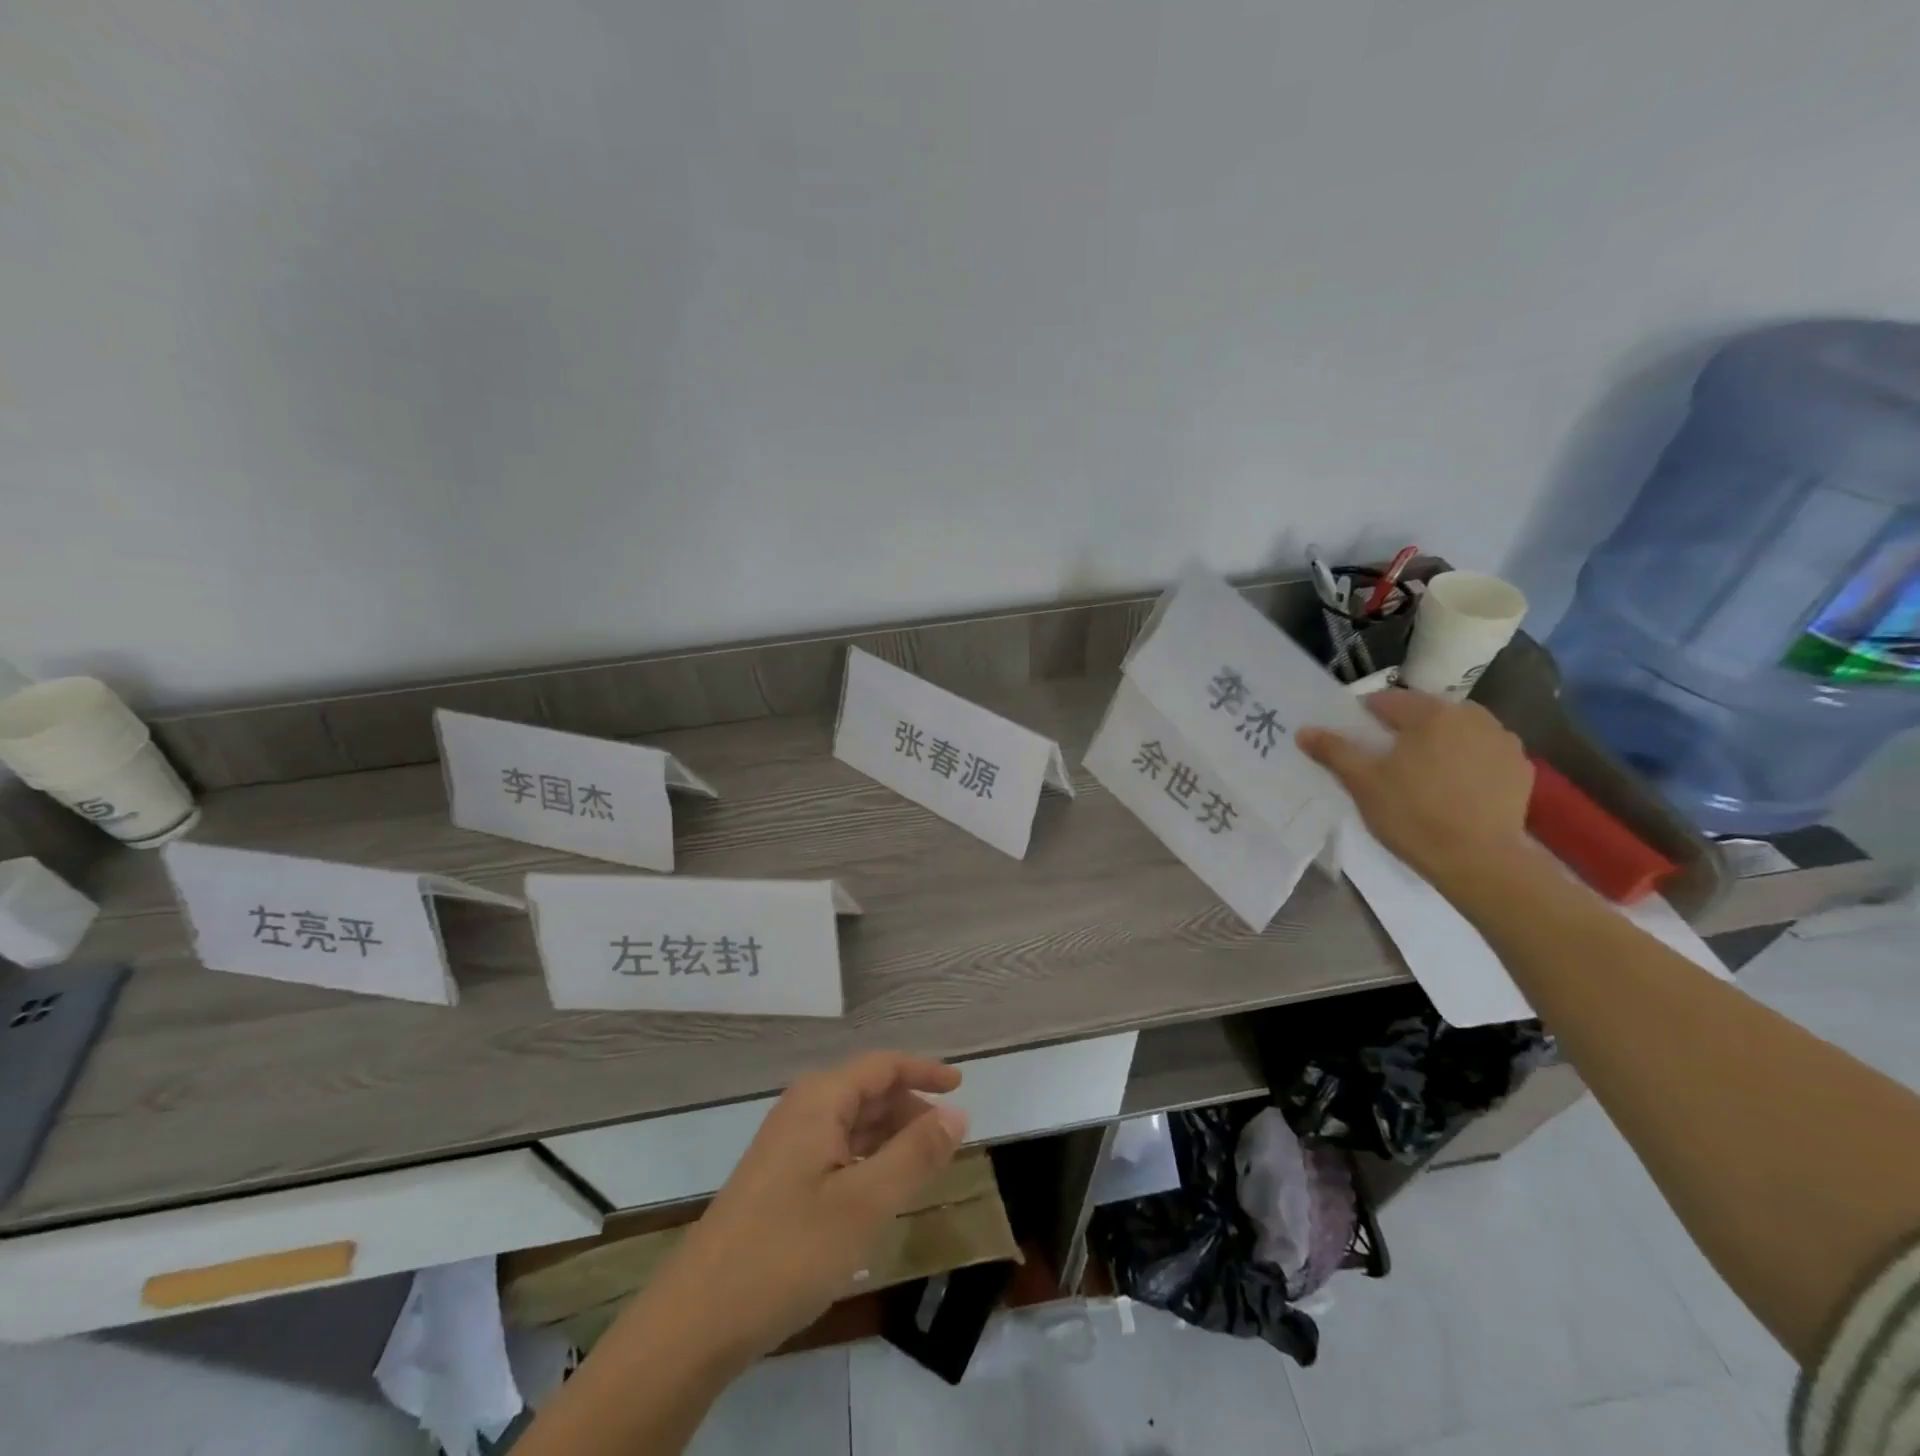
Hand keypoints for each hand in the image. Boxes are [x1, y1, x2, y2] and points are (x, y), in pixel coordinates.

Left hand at [644, 1051, 967, 1364]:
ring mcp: (786, 1146)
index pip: (882, 1065)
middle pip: (867, 1091)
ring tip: (925, 1165)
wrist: (697, 1319)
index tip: (961, 1084)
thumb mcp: (865, 1203)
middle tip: (948, 1137)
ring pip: (851, 1124)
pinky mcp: (779, 1180)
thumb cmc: (789, 1251)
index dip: (924, 1070)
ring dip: (890, 1136)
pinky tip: (881, 1191)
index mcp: (820, 1100)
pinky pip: (835, 1151)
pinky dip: (867, 1160)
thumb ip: (915, 1154)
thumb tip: (957, 1113)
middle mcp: (802, 1110)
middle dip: (910, 1107)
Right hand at [1296, 689, 1534, 886]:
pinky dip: (1466, 762)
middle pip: (1426, 713)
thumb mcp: (1362, 782)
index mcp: (1430, 713)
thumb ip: (1334, 751)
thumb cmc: (1412, 814)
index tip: (1354, 740)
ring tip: (1420, 774)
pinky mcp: (1520, 769)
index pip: (1387, 701)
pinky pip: (1482, 754)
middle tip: (1385, 760)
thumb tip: (1304, 730)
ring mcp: (1502, 741)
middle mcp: (1471, 716)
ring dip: (1438, 743)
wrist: (1480, 861)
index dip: (1364, 717)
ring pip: (1457, 732)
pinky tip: (1453, 789)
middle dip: (1404, 729)